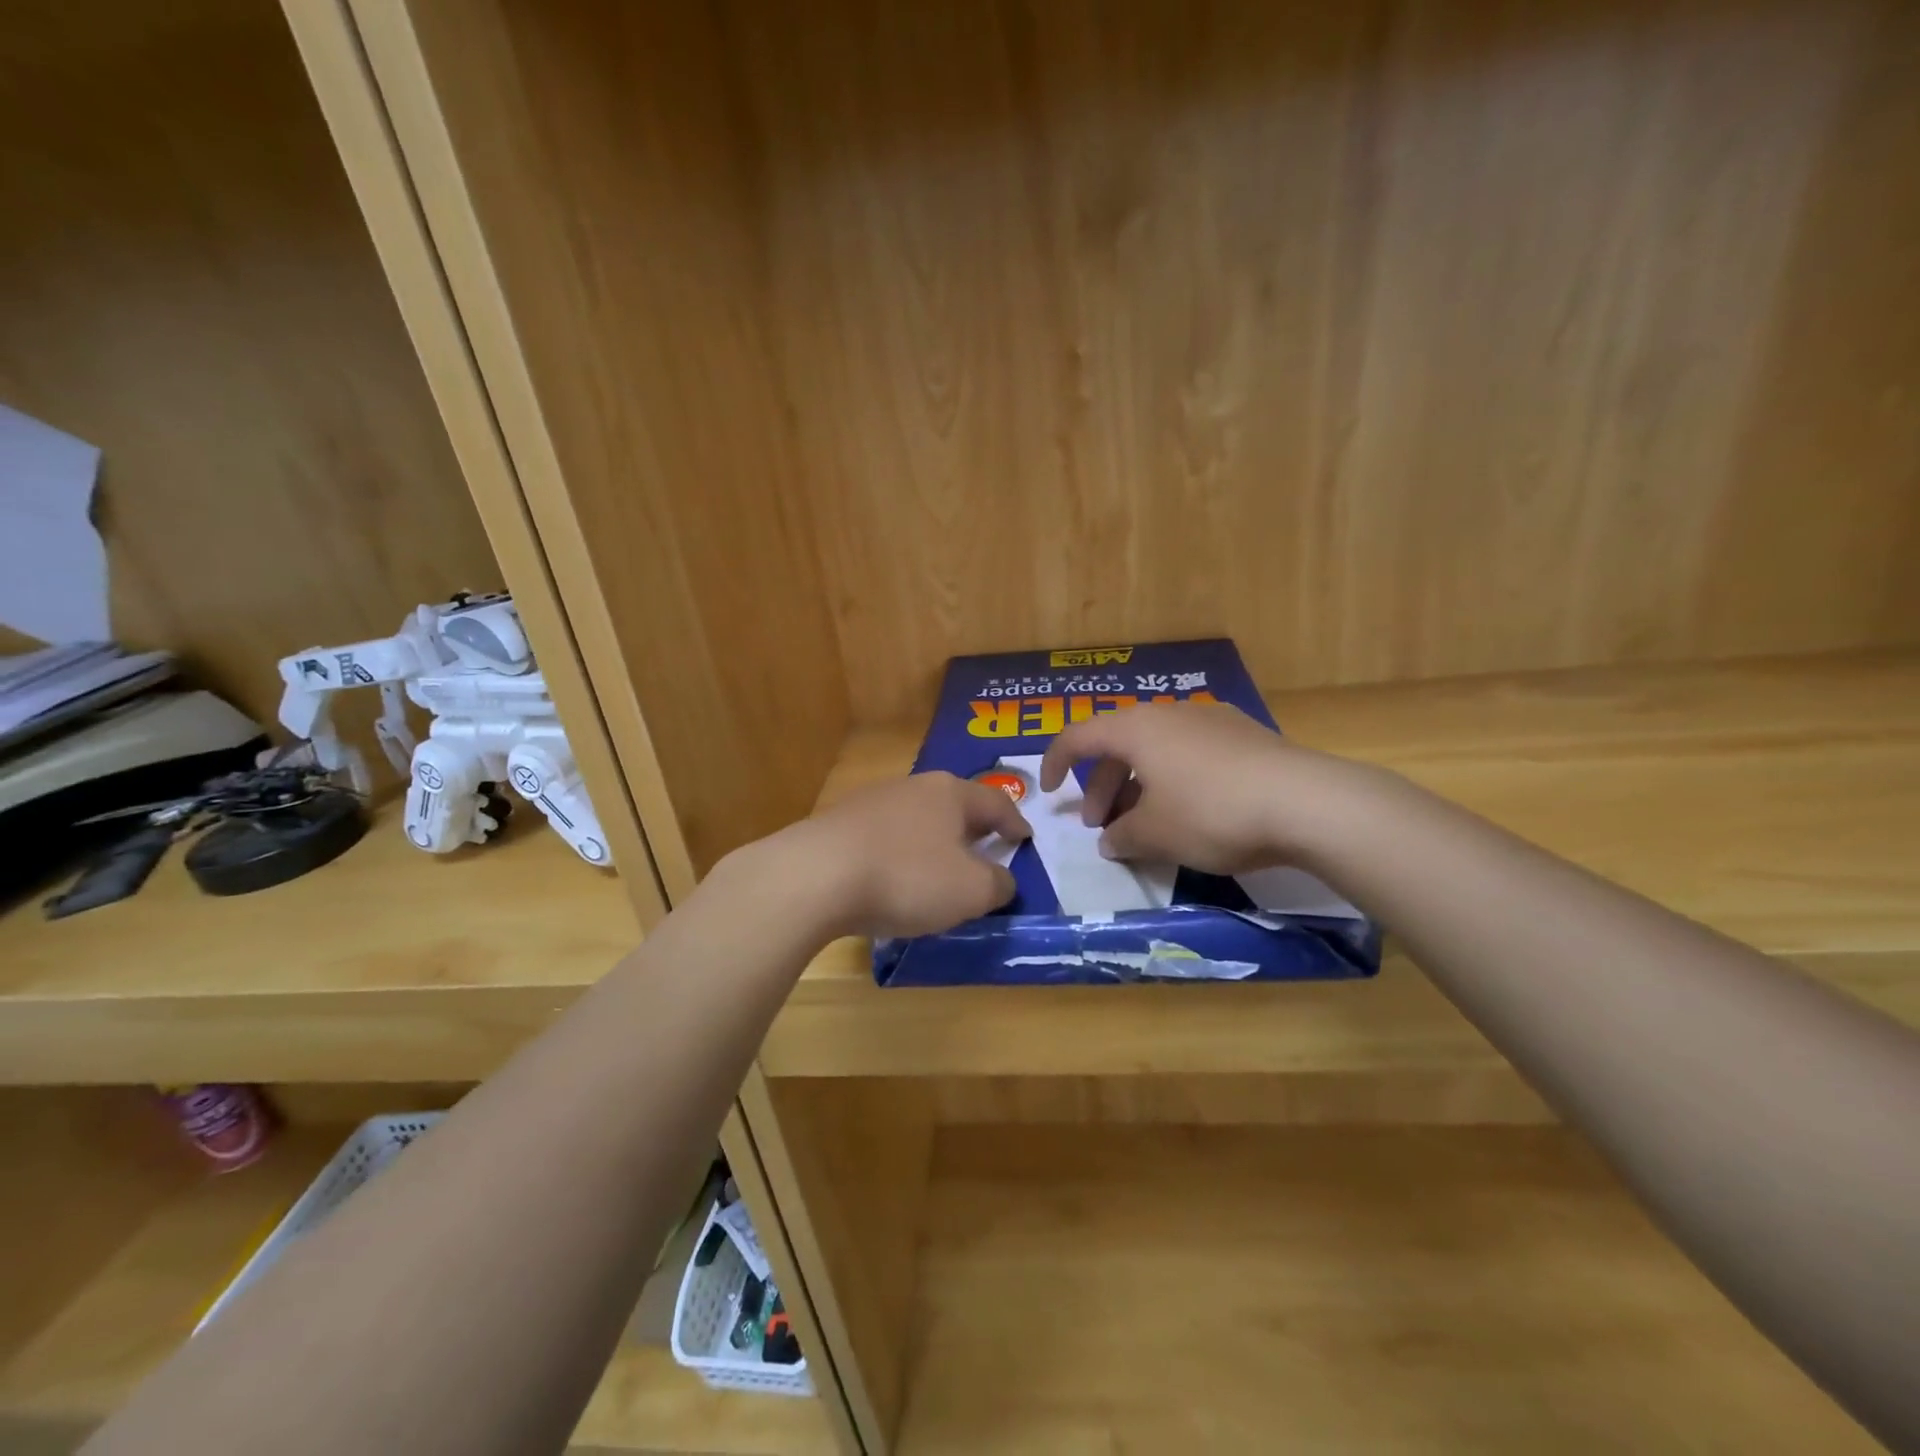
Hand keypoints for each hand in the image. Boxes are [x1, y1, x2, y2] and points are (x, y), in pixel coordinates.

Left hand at [789, 771, 1031, 938]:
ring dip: (933, 841)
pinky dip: (901, 853)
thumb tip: (1002, 880)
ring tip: (939, 868)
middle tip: (986, 850)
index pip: (997, 803)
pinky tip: (894, 877)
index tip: (1026, 839)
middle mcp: (913, 786)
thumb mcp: (971, 891)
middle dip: (973, 829)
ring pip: (917, 819)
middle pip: (954, 805)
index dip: (1016, 823)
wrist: (815, 876)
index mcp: (951, 793)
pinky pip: (886, 836)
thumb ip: (998, 885)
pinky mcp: (841, 823)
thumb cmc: (907, 877)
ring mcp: (872, 801)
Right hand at [1037, 701, 1371, 873]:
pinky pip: (1188, 754)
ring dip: (1137, 785)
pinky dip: (1171, 779)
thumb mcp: (1155, 834)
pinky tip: (1188, 812)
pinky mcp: (1243, 736)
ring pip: (1155, 750)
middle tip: (1101, 826)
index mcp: (1136, 728)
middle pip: (1117, 745)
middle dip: (1101, 785)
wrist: (1306, 803)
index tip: (1047, 791)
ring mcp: (1210, 720)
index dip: (1055, 762)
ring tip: (1143, 825)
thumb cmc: (1212, 813)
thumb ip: (1122, 836)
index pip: (1078, 735)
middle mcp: (1169, 713)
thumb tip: (1110, 840)